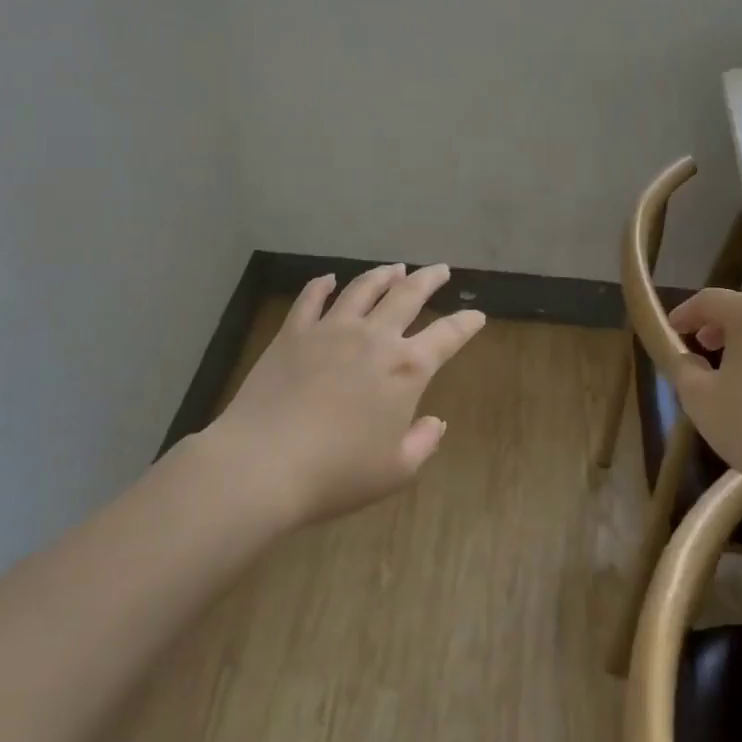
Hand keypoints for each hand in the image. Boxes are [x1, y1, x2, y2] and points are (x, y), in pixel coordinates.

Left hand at [201, 265, 486, 527]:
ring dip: (383, 274)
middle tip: (440, 269)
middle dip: (429, 279)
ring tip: (394, 268)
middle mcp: (374, 337)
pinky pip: (311, 298)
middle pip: (408, 294)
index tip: (477, 315)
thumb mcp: (395, 471)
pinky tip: (328, 280)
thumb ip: (423, 442)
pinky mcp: (294, 332)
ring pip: (363, 287)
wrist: (263, 464)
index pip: (448, 335)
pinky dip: (322, 285)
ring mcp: (331, 329)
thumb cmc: (337, 474)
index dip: (466, 323)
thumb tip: (435, 421)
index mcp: (406, 369)